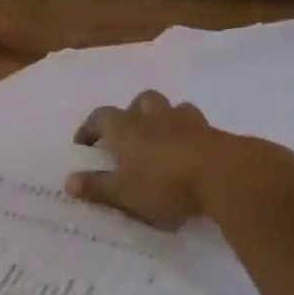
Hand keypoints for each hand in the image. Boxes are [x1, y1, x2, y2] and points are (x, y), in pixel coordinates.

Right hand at [68, 90, 286, 227]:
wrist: (225, 174)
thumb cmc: (164, 184)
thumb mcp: (124, 193)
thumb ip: (96, 187)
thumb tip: (69, 181)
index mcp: (126, 130)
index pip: (101, 117)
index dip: (90, 127)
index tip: (83, 144)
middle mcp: (154, 119)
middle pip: (140, 102)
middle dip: (131, 114)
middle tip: (127, 135)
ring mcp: (187, 122)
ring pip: (172, 108)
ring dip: (163, 118)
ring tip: (161, 139)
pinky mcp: (214, 132)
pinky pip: (197, 125)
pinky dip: (189, 134)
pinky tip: (190, 152)